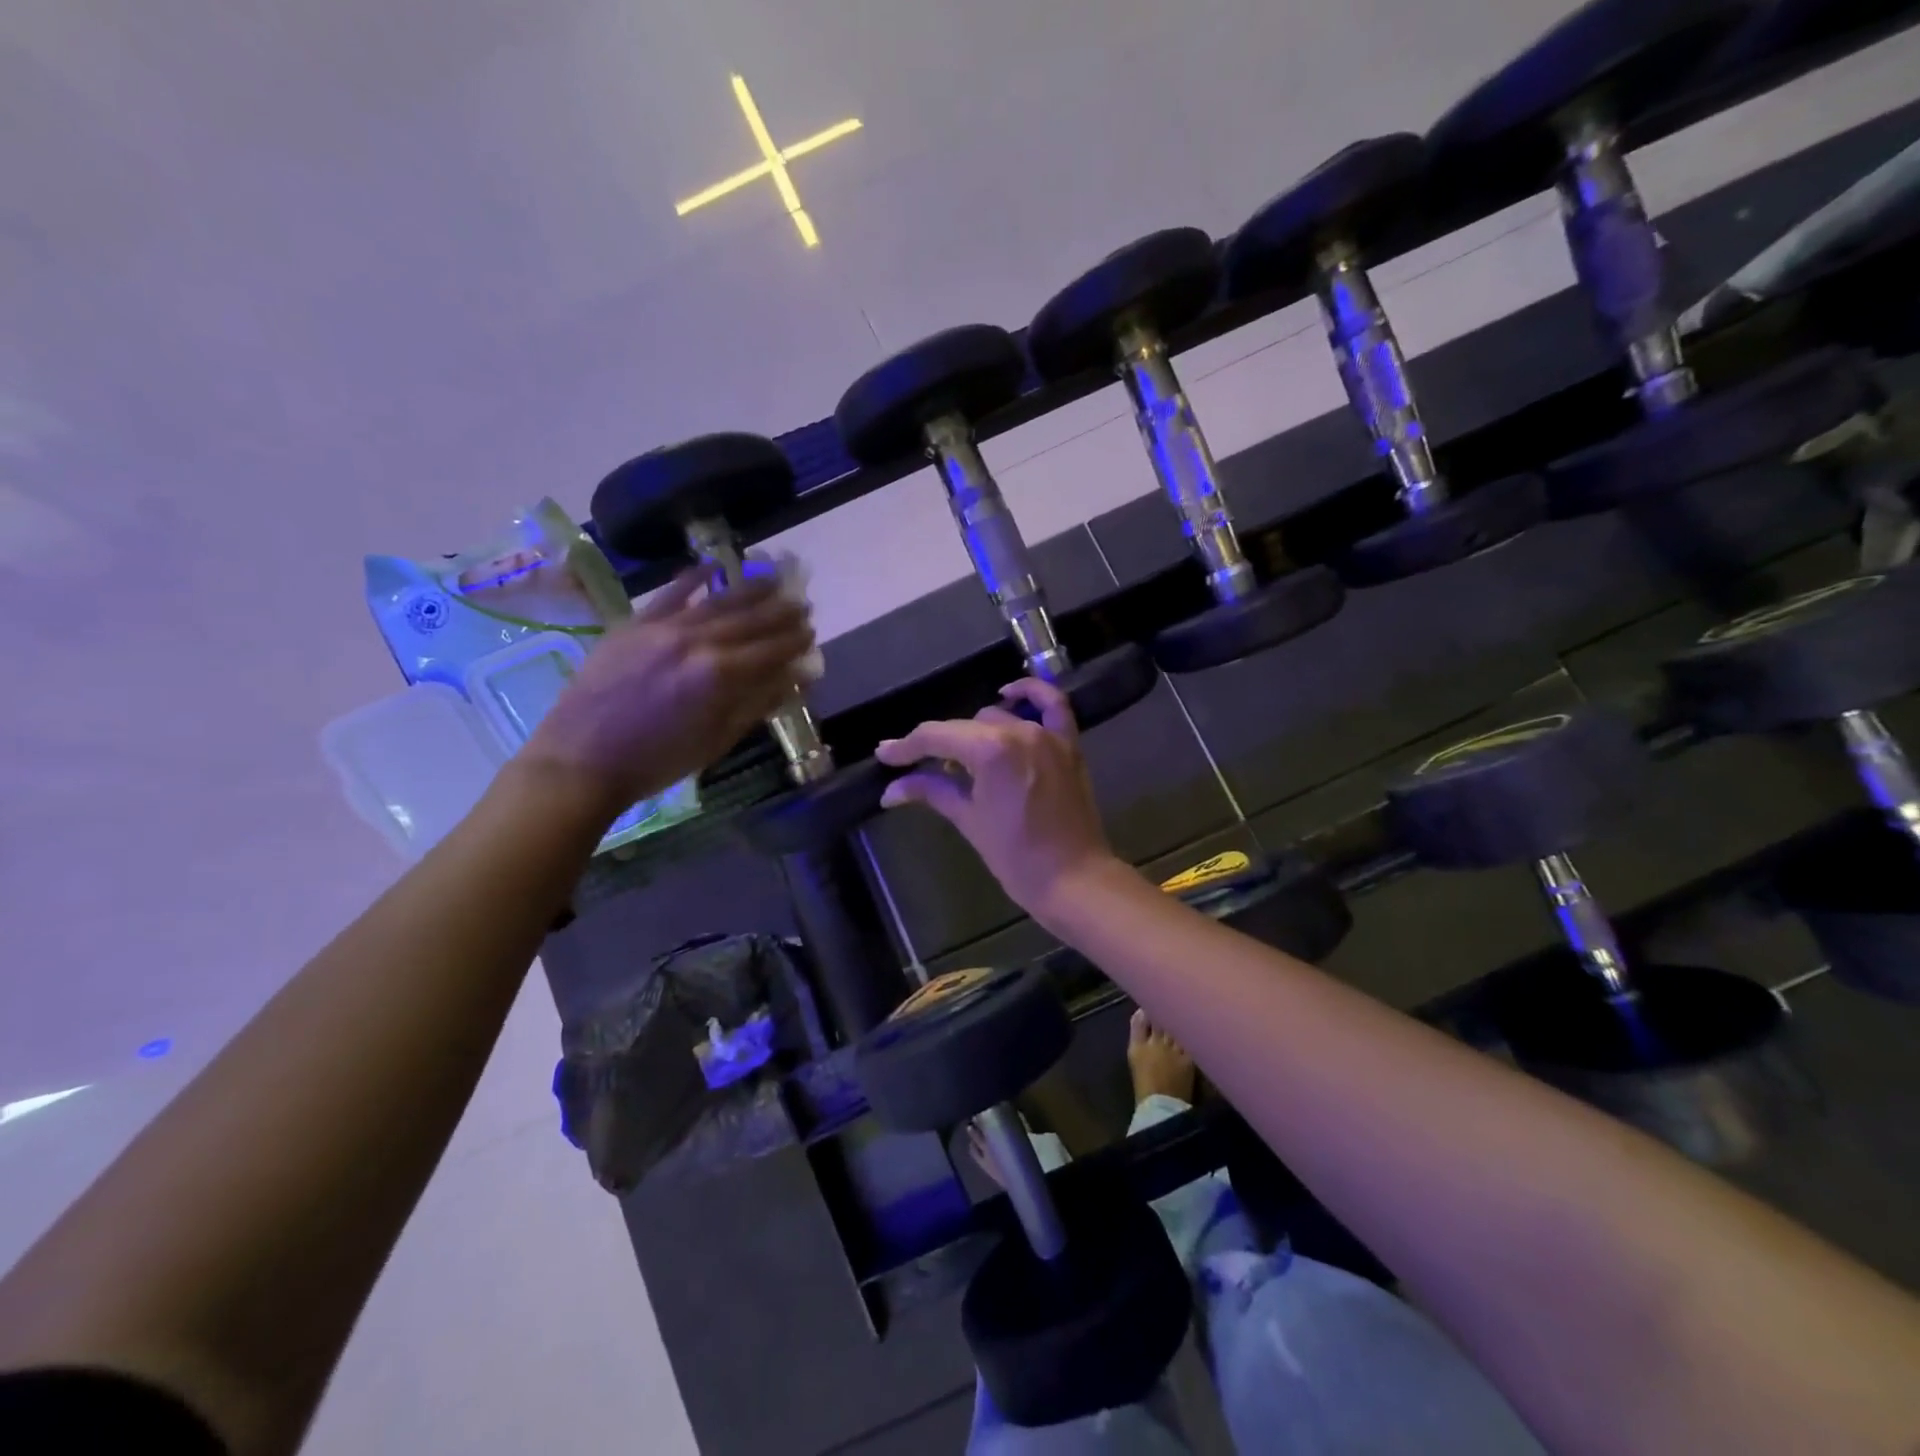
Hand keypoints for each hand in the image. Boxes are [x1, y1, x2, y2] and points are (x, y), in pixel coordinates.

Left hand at [519, 570, 814, 819]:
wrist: (581, 761)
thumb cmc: (656, 762)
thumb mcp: (716, 741)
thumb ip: (757, 705)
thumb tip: (794, 679)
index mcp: (719, 676)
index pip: (770, 650)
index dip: (794, 641)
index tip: (812, 632)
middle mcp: (695, 642)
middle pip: (749, 620)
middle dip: (780, 611)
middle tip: (802, 604)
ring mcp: (661, 628)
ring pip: (716, 601)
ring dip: (749, 590)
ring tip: (774, 580)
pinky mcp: (632, 625)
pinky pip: (669, 594)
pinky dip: (692, 579)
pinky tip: (713, 567)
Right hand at [874, 678, 1117, 922]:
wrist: (1073, 879)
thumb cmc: (1016, 856)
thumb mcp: (968, 820)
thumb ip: (931, 792)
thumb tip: (891, 790)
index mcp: (991, 751)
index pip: (937, 737)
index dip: (907, 746)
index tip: (885, 755)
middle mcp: (1019, 732)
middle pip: (965, 727)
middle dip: (939, 745)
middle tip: (921, 768)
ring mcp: (1048, 735)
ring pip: (999, 717)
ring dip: (975, 733)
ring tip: (961, 759)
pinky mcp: (1069, 745)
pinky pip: (1053, 705)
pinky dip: (1032, 693)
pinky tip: (1010, 692)